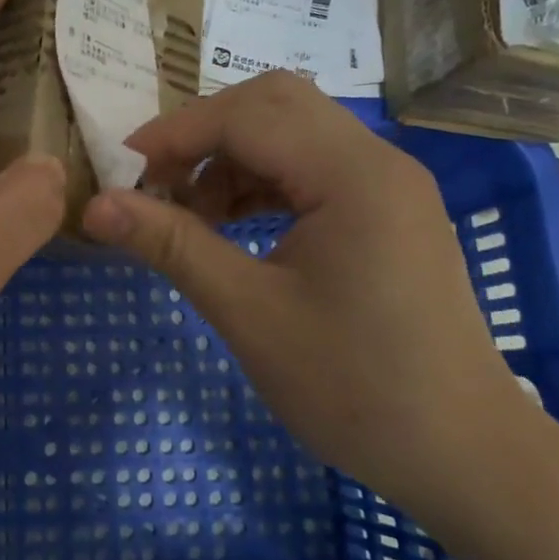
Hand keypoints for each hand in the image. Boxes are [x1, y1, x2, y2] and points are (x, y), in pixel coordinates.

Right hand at [79, 71, 514, 509]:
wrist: (463, 454)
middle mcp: (377, 161)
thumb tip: (95, 205)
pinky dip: (261, 182)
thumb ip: (171, 246)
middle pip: (274, 104)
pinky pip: (312, 168)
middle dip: (203, 134)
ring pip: (293, 132)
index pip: (247, 115)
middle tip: (157, 184)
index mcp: (352, 175)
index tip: (120, 171)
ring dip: (230, 158)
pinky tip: (231, 226)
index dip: (174, 134)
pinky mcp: (387, 212)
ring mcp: (387, 185)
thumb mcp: (249, 314)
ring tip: (189, 215)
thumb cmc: (355, 388)